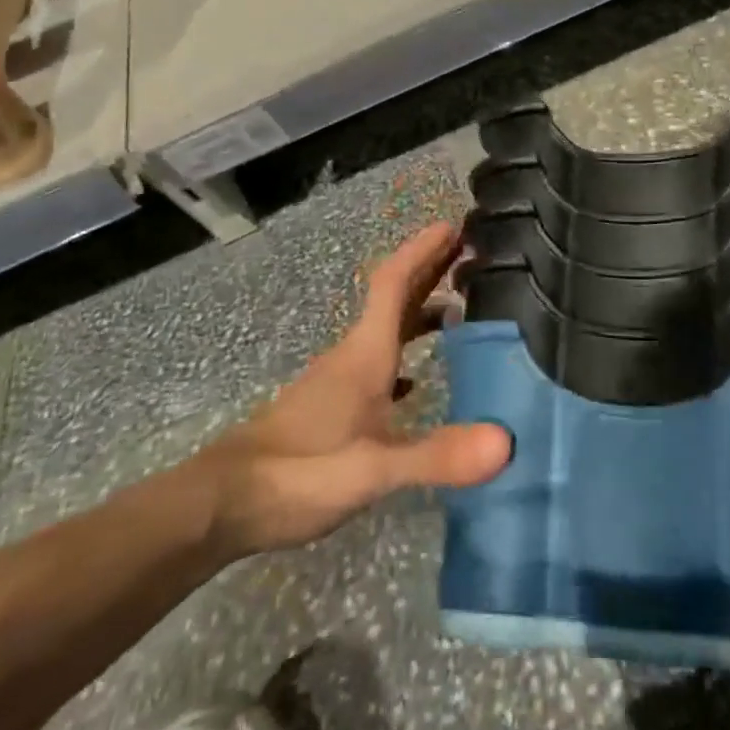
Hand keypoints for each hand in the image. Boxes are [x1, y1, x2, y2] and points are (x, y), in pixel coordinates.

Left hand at [193, 222, 511, 557]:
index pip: (394, 282)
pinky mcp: (333, 405)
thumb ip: (436, 455)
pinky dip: (405, 351)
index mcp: (365, 353)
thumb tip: (506, 441)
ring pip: (387, 328)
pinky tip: (420, 377)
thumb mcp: (374, 469)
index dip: (423, 249)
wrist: (223, 503)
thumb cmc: (299, 473)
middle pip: (394, 297)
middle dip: (430, 268)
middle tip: (471, 252)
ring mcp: (340, 379)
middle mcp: (354, 354)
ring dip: (420, 308)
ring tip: (460, 308)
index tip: (455, 225)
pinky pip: (379, 360)